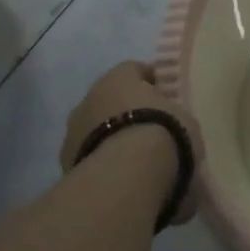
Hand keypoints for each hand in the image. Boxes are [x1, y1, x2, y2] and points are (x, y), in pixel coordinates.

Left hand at [63, 61, 202, 224]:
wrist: (127, 177)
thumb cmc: (163, 134)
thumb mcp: (184, 119)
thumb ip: (172, 116)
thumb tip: (171, 123)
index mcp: (119, 78)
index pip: (133, 70)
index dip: (148, 82)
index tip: (161, 95)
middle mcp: (90, 98)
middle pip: (109, 100)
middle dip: (125, 113)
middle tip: (147, 130)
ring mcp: (72, 133)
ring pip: (94, 131)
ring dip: (110, 140)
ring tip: (133, 162)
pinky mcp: (65, 166)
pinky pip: (89, 159)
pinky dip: (102, 165)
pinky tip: (119, 180)